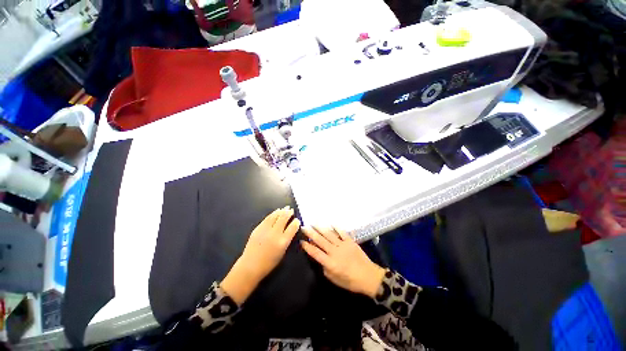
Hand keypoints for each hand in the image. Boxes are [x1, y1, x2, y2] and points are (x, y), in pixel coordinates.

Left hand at [222, 207, 299, 303]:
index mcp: (283, 242)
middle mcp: (275, 234)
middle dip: (288, 213)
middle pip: (284, 218)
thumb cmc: (269, 263)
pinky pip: (267, 218)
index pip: (293, 227)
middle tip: (291, 210)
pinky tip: (276, 212)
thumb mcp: (282, 252)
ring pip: (275, 216)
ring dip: (281, 211)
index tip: (297, 220)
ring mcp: (265, 230)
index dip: (296, 222)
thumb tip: (290, 228)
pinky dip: (273, 214)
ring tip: (285, 208)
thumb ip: (287, 239)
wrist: (250, 266)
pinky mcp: (258, 228)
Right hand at [301, 226, 384, 297]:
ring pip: (329, 235)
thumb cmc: (351, 281)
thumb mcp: (335, 280)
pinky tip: (331, 223)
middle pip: (320, 241)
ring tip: (313, 223)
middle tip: (304, 227)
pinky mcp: (350, 241)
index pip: (315, 253)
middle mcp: (335, 251)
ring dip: (320, 228)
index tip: (301, 240)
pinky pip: (342, 232)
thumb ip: (325, 269)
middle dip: (311, 233)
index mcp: (330, 263)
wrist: (369, 277)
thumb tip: (320, 259)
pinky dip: (336, 227)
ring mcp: (343, 245)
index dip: (307, 246)